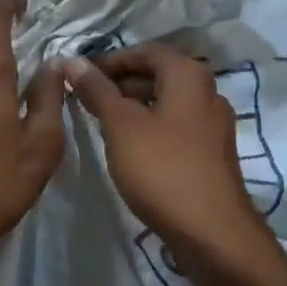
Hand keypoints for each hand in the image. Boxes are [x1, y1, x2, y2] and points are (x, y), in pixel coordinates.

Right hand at [66, 45, 276, 281]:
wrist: (213, 234)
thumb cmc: (162, 169)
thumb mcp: (121, 126)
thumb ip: (97, 91)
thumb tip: (73, 61)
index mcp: (188, 76)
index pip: (146, 51)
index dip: (111, 60)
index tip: (80, 76)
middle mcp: (207, 93)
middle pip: (158, 75)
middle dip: (120, 84)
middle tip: (85, 100)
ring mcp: (212, 126)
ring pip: (166, 103)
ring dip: (133, 107)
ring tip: (100, 124)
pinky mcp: (211, 154)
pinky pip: (175, 128)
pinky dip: (149, 128)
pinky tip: (128, 149)